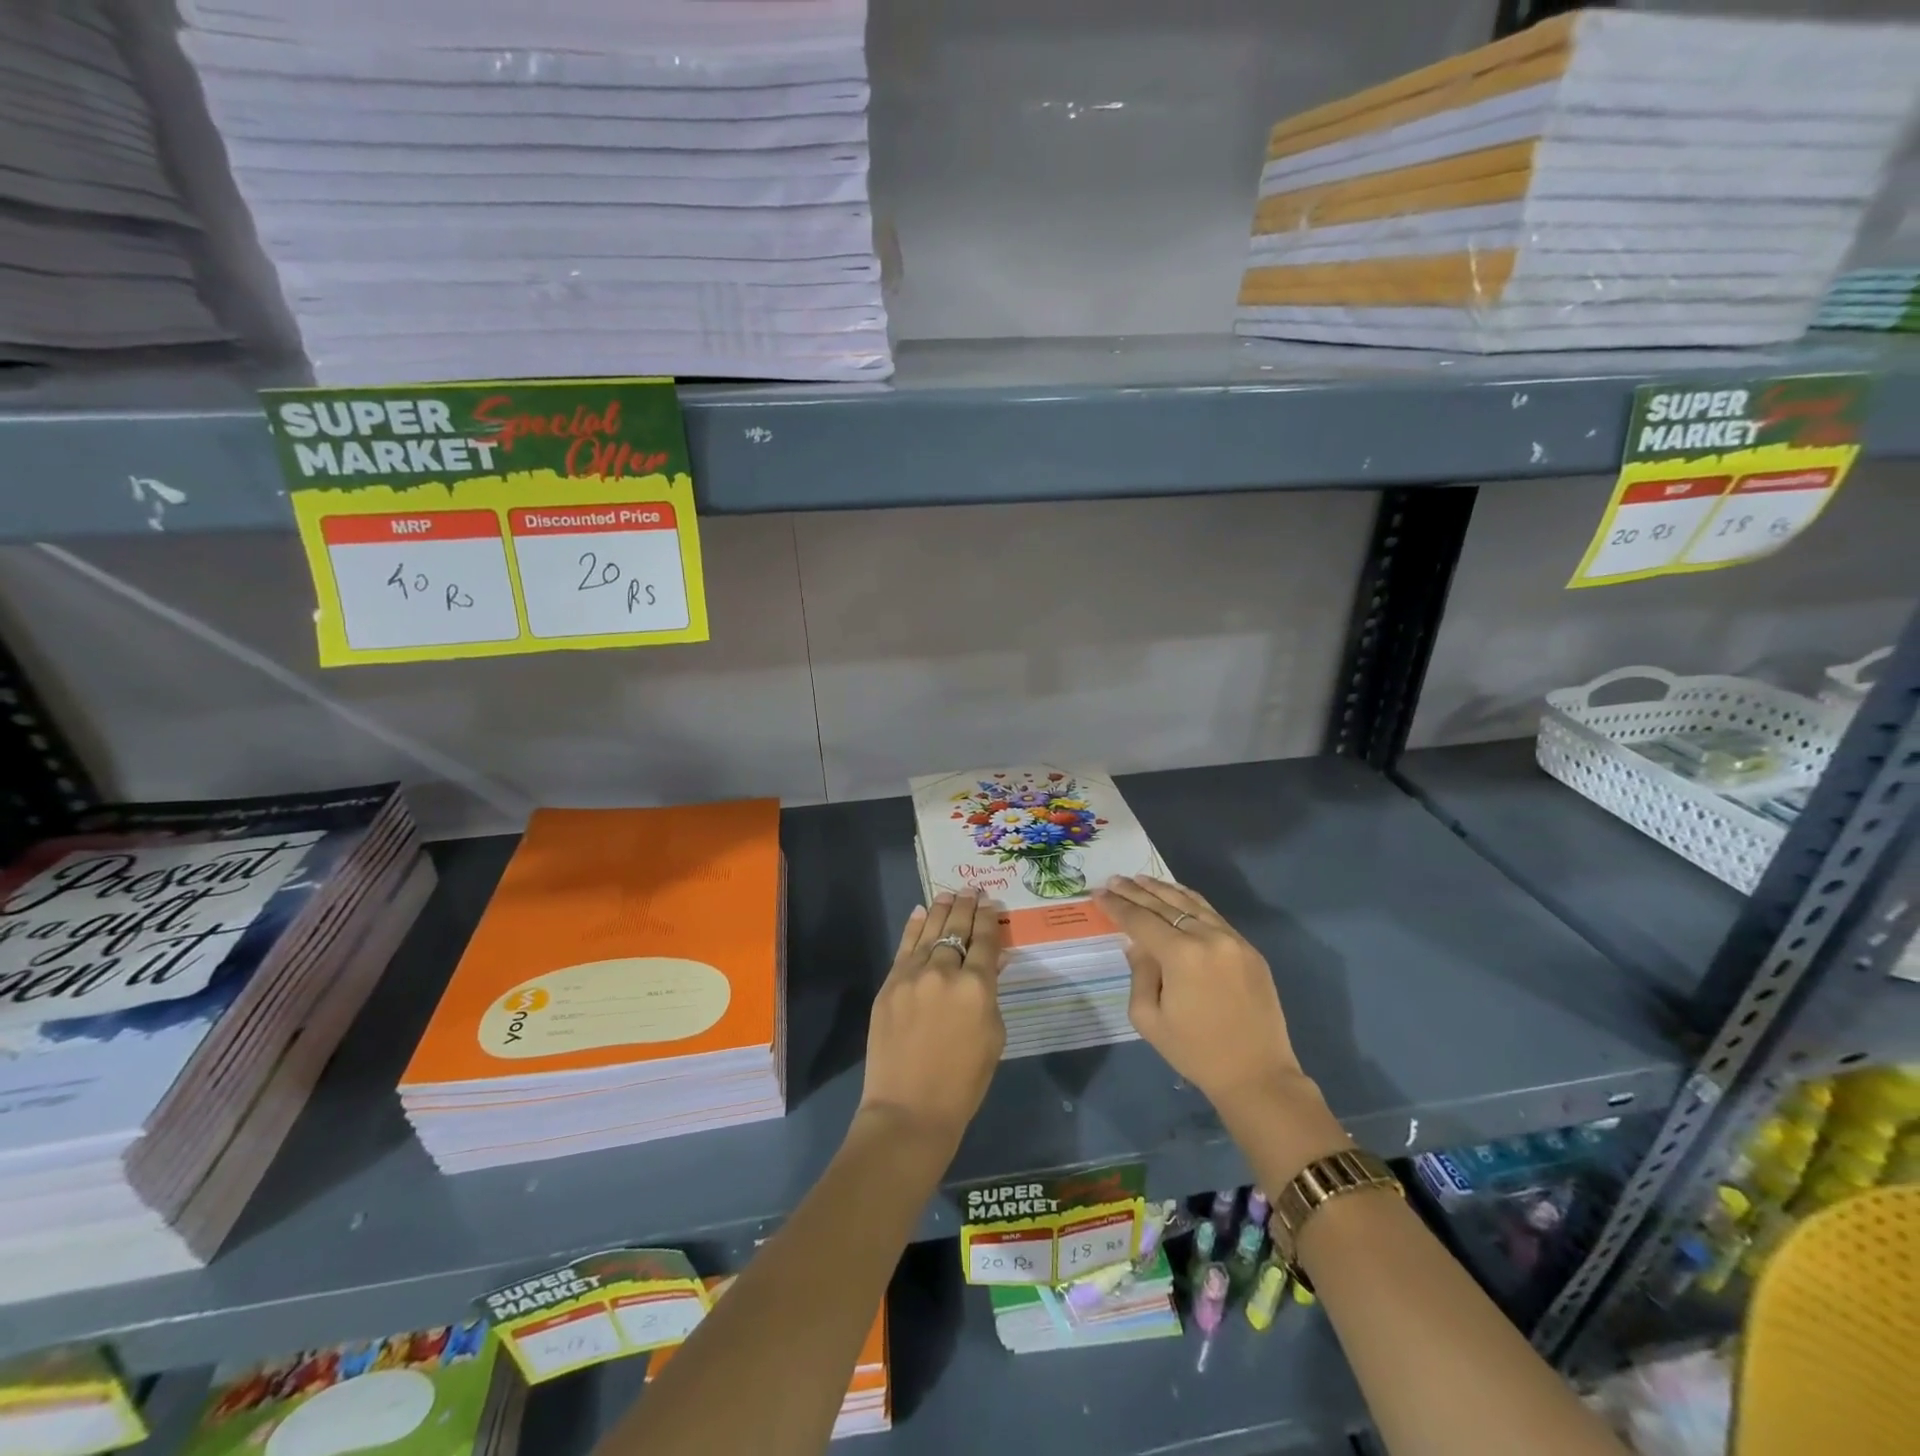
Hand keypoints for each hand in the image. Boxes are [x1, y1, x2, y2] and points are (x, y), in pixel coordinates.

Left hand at [859, 891, 1005, 1149]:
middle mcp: (945, 971)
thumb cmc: (964, 1082)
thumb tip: (993, 962)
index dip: (990, 919)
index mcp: (977, 986)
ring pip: (929, 931)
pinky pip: (904, 947)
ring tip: (950, 894)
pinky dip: (914, 927)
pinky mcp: (889, 984)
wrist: (909, 1108)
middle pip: (957, 928)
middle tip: (972, 890)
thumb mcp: (993, 1036)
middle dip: (967, 907)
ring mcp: (912, 975)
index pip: (985, 940)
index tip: (992, 903)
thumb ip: (992, 994)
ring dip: (941, 910)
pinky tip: (920, 912)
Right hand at [1095, 875, 1307, 1120]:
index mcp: (1181, 955)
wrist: (1256, 1074)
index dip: (1117, 906)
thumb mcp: (1149, 1018)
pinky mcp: (1248, 948)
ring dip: (1163, 889)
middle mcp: (1208, 937)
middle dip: (1135, 892)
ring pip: (1191, 903)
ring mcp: (1233, 940)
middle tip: (1114, 880)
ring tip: (1140, 879)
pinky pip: (1213, 915)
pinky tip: (1177, 895)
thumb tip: (1138, 945)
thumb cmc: (1195, 1051)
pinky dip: (1190, 901)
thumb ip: (1139, 973)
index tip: (1098, 893)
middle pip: (1164, 905)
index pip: (1141, 920)